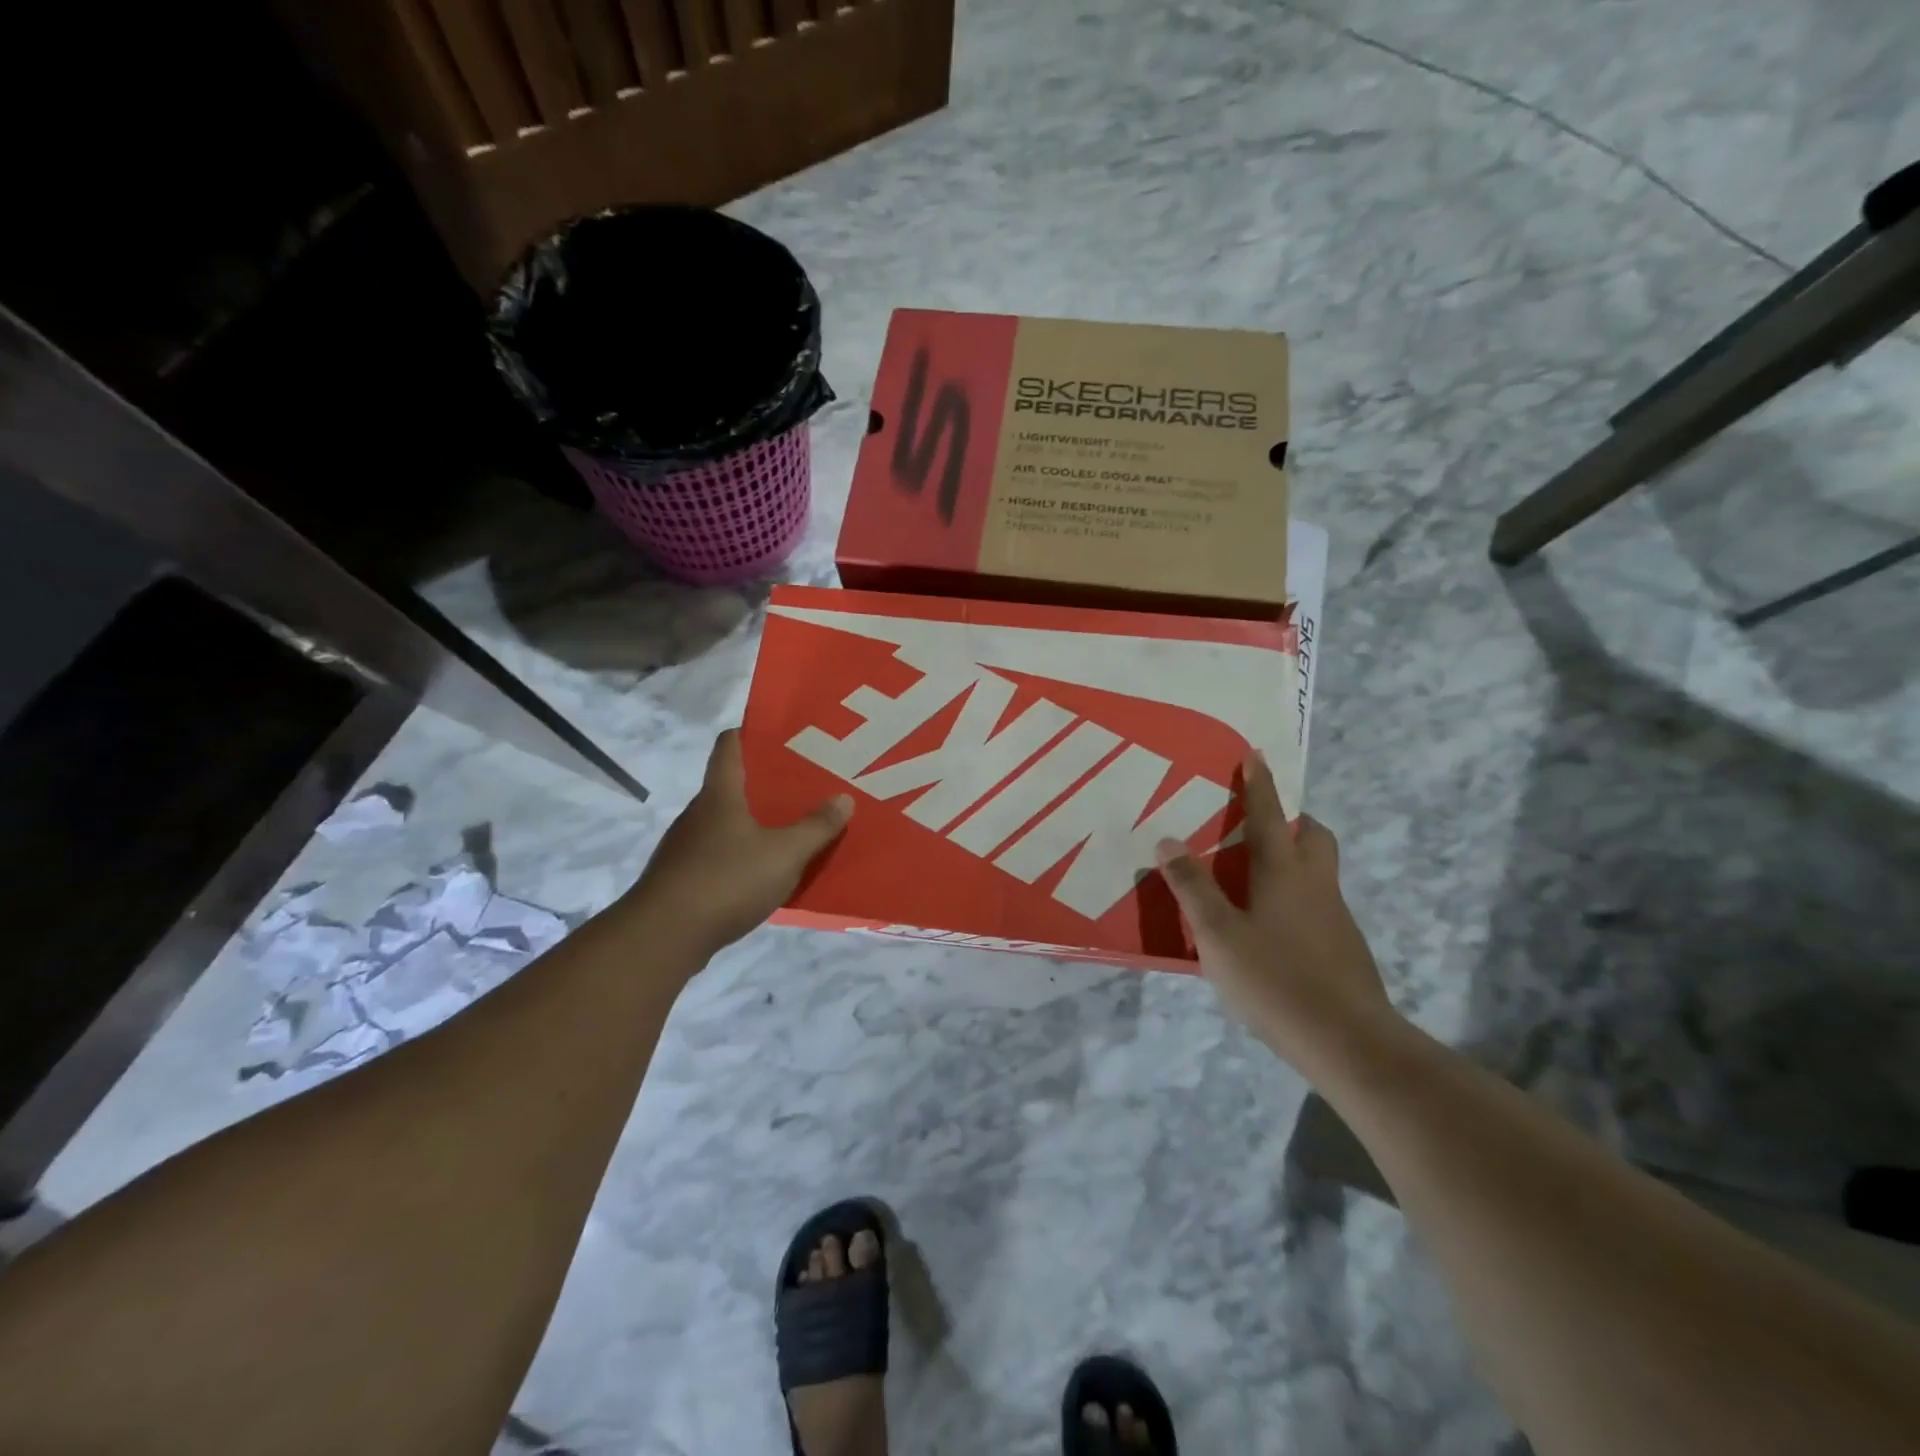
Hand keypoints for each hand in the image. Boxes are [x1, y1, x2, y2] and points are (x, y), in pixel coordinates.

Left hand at [628, 729, 852, 953]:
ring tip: (791, 829)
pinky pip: (719, 855)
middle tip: (803, 786)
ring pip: (725, 823)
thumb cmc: (726, 880)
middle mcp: (698, 813)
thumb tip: (843, 798)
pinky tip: (765, 873)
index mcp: (720, 794)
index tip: (781, 735)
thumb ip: (816, 827)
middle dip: (765, 784)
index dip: (751, 733)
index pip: (729, 745)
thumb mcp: (785, 854)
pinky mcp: (682, 879)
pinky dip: (742, 856)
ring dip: (754, 823)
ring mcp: (686, 847)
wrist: (664, 937)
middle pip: (730, 785)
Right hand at [1155, 752, 1391, 1064]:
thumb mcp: (1217, 933)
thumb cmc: (1274, 978)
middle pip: (1314, 836)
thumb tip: (1168, 841)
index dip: (1259, 784)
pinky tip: (1271, 931)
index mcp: (1283, 871)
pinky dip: (1295, 899)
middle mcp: (1315, 884)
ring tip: (1253, 881)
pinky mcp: (1345, 948)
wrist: (1347, 1041)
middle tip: (1261, 826)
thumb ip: (1192, 887)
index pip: (1269, 814)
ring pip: (1318, 871)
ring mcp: (1336, 917)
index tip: (1255, 754)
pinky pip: (1317, 905)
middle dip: (1293, 820)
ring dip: (1293, 861)